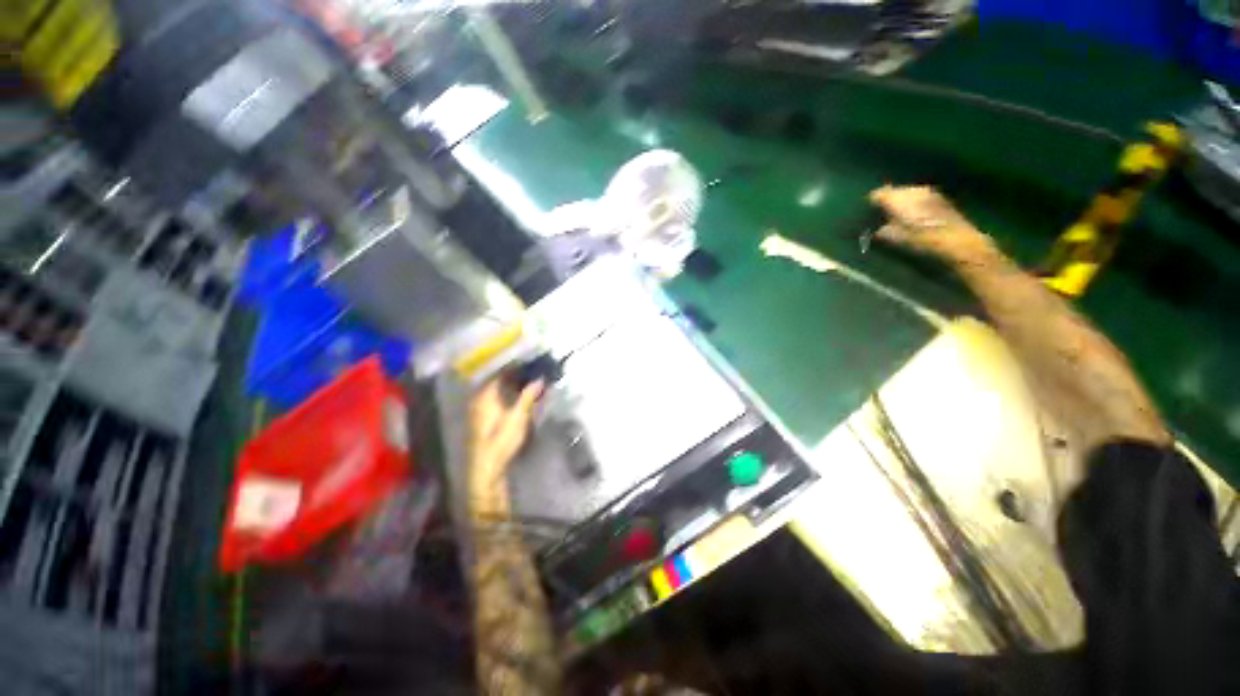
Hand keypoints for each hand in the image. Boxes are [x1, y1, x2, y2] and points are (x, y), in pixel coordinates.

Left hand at [467, 378, 543, 509]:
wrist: (486, 468)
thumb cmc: (501, 441)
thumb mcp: (518, 417)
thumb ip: (528, 396)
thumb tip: (539, 379)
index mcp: (485, 395)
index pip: (500, 372)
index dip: (515, 366)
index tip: (530, 361)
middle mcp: (479, 398)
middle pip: (497, 380)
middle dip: (515, 374)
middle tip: (532, 370)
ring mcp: (478, 409)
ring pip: (496, 389)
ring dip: (511, 385)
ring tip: (528, 381)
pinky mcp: (481, 418)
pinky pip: (494, 398)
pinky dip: (506, 394)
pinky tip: (517, 396)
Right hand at [869, 185, 994, 263]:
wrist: (957, 240)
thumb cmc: (921, 239)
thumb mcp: (894, 238)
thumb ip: (882, 230)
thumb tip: (876, 230)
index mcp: (897, 198)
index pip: (877, 194)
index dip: (871, 203)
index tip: (866, 214)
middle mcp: (912, 190)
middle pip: (893, 191)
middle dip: (887, 202)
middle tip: (881, 216)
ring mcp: (928, 192)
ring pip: (907, 193)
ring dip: (901, 203)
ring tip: (897, 216)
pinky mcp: (940, 197)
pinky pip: (919, 197)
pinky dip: (914, 204)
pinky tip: (914, 216)